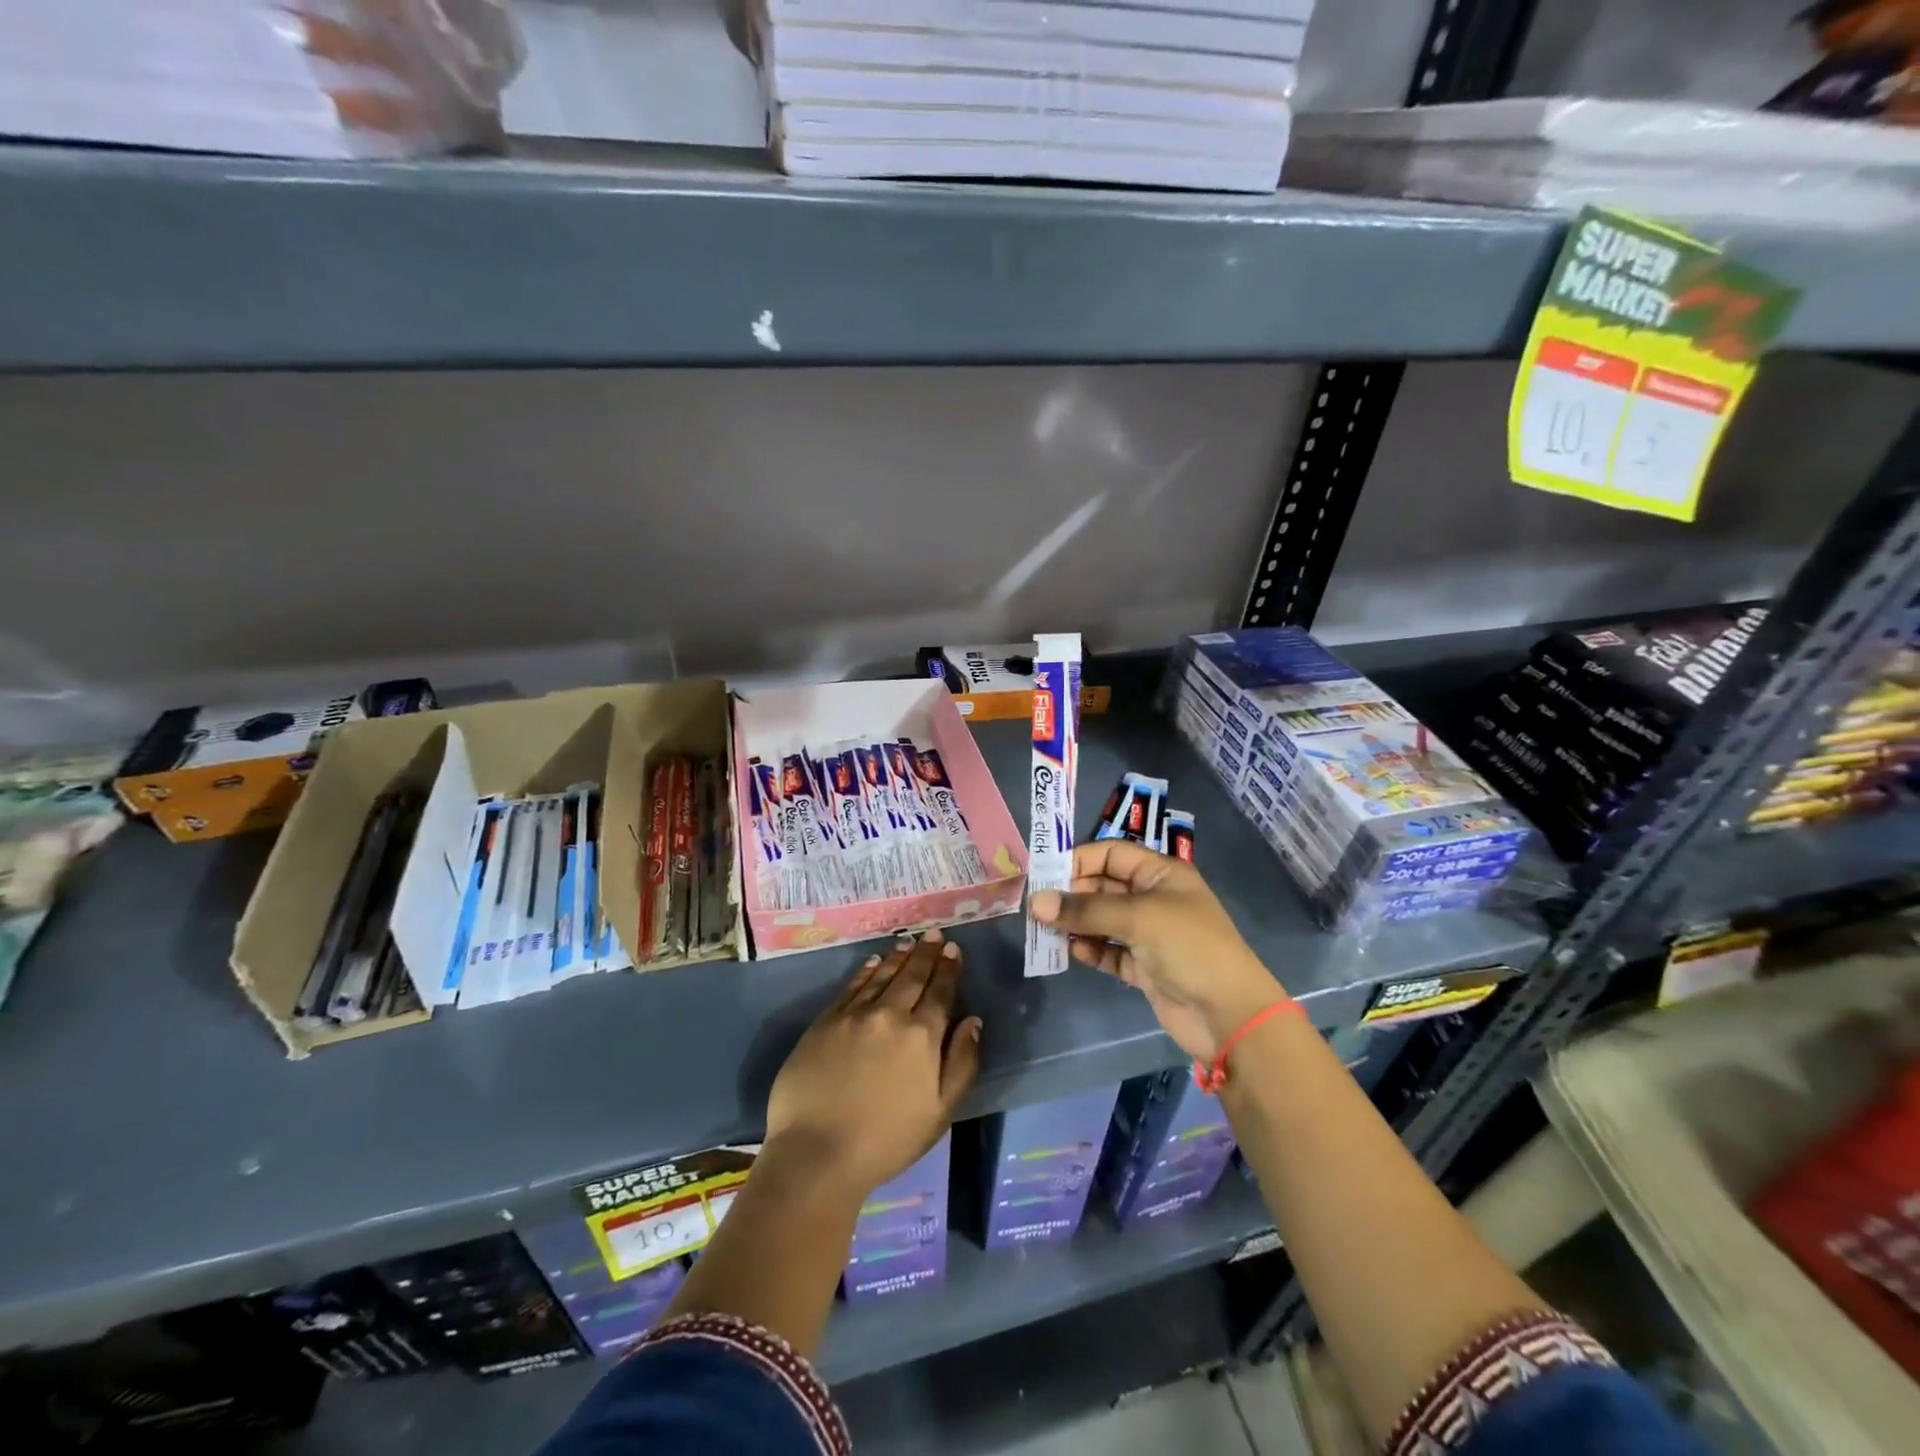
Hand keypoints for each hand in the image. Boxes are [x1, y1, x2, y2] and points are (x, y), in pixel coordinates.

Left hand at [764, 929, 982, 1199]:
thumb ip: (961, 1063)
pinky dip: (865, 971)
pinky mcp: (825, 1022)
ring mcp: (854, 1015)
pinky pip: (851, 987)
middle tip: (934, 934)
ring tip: (909, 942)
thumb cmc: (886, 1141)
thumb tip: (973, 1021)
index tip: (954, 949)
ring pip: (882, 975)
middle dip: (926, 953)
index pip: (940, 992)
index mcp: (922, 1036)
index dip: (949, 969)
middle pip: (912, 976)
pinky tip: (872, 962)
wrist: (816, 1153)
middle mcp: (890, 1014)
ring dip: (898, 957)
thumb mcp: (939, 1113)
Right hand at [1029, 840, 1285, 1062]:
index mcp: (1160, 874)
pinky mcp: (1143, 966)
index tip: (1043, 875)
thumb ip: (1085, 910)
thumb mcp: (1137, 918)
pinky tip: (1073, 953)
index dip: (1078, 861)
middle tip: (1037, 908)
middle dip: (1071, 895)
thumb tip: (1035, 902)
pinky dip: (1091, 950)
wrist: (1229, 1015)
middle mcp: (1153, 898)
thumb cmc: (1189, 948)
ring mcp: (1149, 934)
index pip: (1110, 854)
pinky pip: (1108, 951)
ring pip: (1101, 920)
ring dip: (1076, 924)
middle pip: (1102, 887)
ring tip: (1045, 931)